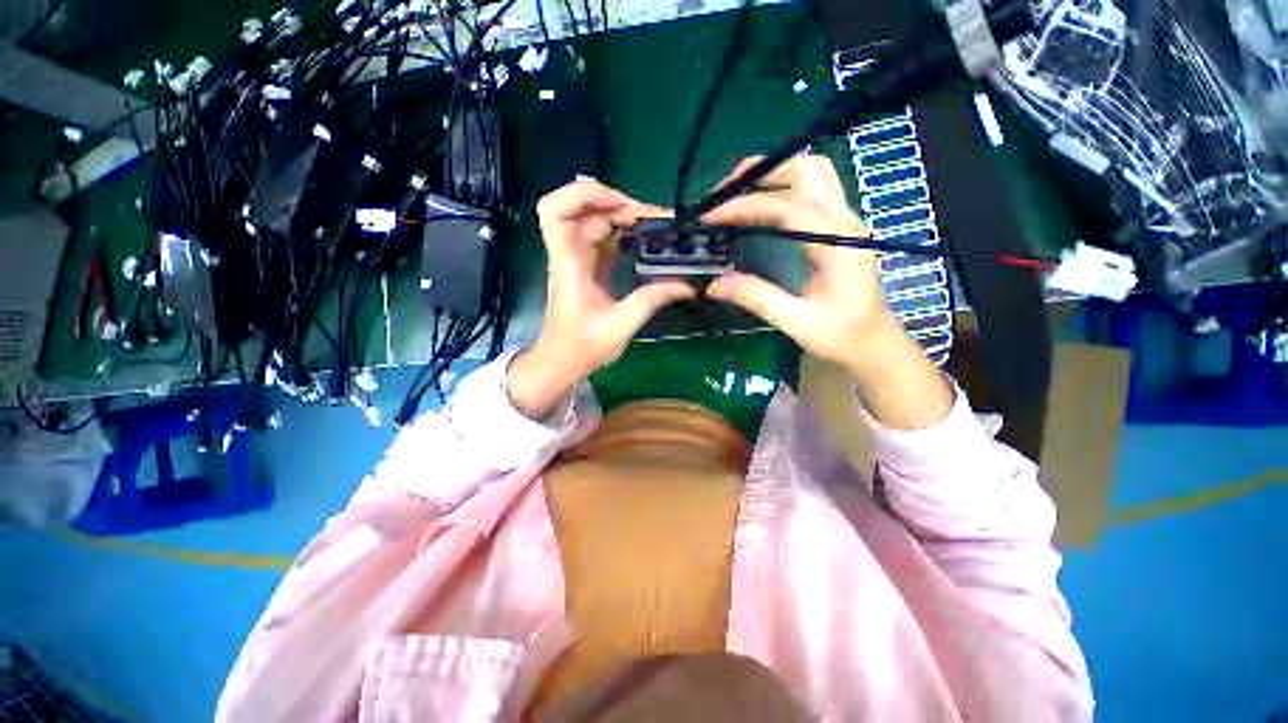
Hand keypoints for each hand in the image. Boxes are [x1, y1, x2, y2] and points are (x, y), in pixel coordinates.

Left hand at [509, 178, 694, 419]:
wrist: (562, 362)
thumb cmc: (583, 347)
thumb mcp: (621, 325)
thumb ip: (651, 300)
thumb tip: (687, 285)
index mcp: (569, 263)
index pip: (556, 211)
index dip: (583, 196)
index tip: (620, 204)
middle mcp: (569, 254)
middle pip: (583, 210)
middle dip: (618, 205)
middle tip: (652, 219)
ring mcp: (578, 259)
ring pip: (594, 221)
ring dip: (623, 217)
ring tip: (655, 226)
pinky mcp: (587, 267)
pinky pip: (603, 238)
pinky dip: (623, 233)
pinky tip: (645, 240)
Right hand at [703, 154, 894, 370]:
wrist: (873, 342)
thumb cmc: (841, 335)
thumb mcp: (796, 322)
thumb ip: (756, 298)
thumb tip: (713, 284)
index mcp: (837, 242)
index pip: (787, 206)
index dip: (744, 205)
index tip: (710, 216)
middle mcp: (844, 221)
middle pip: (805, 169)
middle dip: (759, 173)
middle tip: (722, 194)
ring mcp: (844, 220)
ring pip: (812, 172)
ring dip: (772, 173)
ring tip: (737, 193)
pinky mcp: (838, 226)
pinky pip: (812, 188)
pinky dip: (781, 185)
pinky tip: (760, 204)